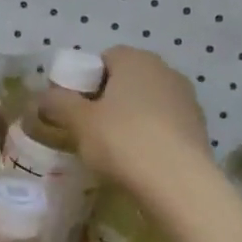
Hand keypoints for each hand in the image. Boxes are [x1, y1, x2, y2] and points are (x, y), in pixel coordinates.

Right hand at [39, 46, 209, 193]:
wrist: (178, 183)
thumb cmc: (123, 141)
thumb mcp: (79, 122)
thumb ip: (58, 104)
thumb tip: (42, 96)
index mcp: (136, 60)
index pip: (105, 58)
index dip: (85, 80)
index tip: (74, 106)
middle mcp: (165, 71)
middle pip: (128, 80)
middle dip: (108, 99)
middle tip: (89, 127)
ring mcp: (187, 99)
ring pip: (148, 102)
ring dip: (131, 118)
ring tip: (114, 148)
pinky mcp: (199, 128)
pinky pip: (165, 125)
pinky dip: (150, 136)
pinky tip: (139, 160)